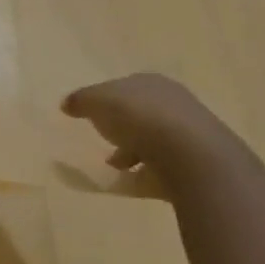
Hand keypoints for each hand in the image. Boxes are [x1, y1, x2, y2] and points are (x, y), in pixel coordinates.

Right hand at [61, 73, 227, 175]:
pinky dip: (146, 172)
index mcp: (152, 83)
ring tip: (115, 166)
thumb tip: (68, 103)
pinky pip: (162, 167)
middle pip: (141, 113)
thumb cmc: (139, 118)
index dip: (105, 99)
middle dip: (122, 126)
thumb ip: (81, 100)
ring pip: (153, 140)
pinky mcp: (195, 163)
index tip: (89, 114)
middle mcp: (175, 103)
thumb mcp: (96, 101)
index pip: (125, 87)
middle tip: (103, 138)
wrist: (192, 157)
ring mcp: (189, 134)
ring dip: (133, 151)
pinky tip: (131, 180)